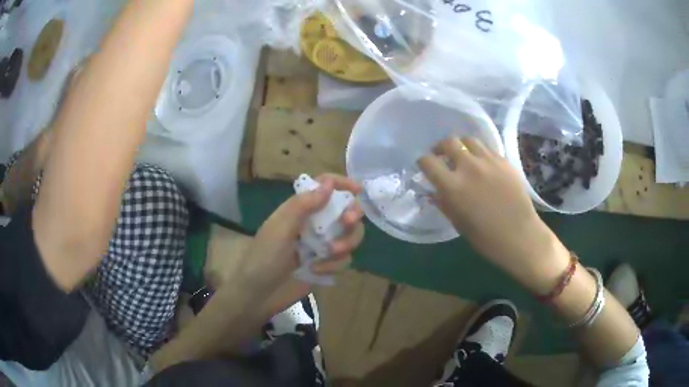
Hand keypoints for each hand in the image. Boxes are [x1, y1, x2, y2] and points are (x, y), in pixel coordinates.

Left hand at [239, 174, 364, 303]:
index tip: (359, 190)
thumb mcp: (280, 228)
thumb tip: (329, 183)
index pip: (324, 187)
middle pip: (345, 211)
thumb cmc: (264, 257)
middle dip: (351, 215)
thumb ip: (303, 205)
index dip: (342, 184)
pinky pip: (344, 260)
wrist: (257, 295)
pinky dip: (334, 264)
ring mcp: (321, 246)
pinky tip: (317, 270)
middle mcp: (313, 225)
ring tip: (330, 252)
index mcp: (300, 210)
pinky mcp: (326, 266)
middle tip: (347, 222)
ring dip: (345, 242)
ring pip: (349, 236)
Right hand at [418, 137, 568, 290]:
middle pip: (449, 142)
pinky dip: (480, 153)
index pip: (428, 162)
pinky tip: (483, 165)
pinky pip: (487, 149)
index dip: (423, 162)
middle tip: (442, 156)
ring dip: (462, 146)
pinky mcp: (504, 161)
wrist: (520, 235)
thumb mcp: (458, 223)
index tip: (425, 167)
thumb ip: (444, 203)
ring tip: (463, 156)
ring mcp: (489, 161)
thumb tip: (434, 192)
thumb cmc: (486, 238)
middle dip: (441, 148)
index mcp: (453, 186)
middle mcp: (469, 167)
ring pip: (469, 140)